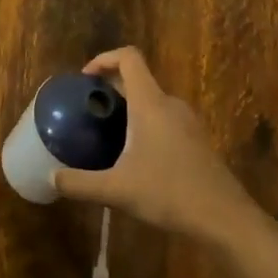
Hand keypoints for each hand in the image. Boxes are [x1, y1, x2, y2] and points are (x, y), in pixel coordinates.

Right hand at [53, 46, 254, 238]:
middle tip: (89, 110)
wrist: (226, 219)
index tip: (85, 79)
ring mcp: (188, 122)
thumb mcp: (117, 191)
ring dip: (128, 108)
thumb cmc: (170, 194)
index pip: (129, 58)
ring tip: (107, 133)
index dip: (103, 59)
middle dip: (111, 88)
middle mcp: (170, 104)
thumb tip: (51, 179)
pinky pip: (165, 119)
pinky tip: (135, 157)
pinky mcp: (197, 141)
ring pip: (152, 101)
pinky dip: (145, 124)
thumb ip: (80, 184)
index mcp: (150, 103)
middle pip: (138, 79)